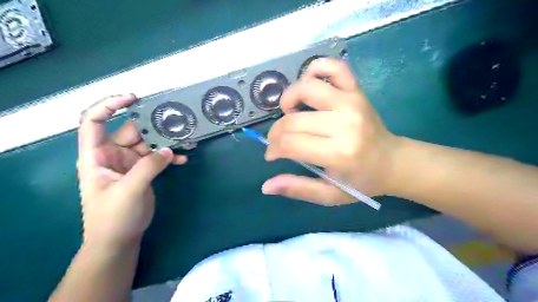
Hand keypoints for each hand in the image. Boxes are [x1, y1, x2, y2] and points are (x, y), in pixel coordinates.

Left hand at [77, 95, 186, 249]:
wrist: (119, 240)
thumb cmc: (113, 217)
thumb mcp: (129, 190)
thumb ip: (148, 167)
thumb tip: (168, 150)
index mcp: (97, 155)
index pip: (95, 121)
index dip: (110, 105)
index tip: (134, 98)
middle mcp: (112, 155)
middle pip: (132, 131)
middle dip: (153, 127)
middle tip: (176, 124)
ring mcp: (129, 163)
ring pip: (149, 143)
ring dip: (166, 142)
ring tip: (186, 142)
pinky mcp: (143, 171)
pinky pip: (157, 157)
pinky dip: (170, 157)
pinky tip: (183, 159)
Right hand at [263, 57, 400, 206]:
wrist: (392, 161)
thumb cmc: (361, 181)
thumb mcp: (329, 194)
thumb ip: (297, 189)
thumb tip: (266, 186)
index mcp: (338, 153)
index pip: (290, 144)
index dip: (274, 149)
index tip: (272, 155)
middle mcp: (344, 123)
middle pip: (292, 121)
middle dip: (276, 132)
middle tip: (278, 142)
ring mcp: (351, 102)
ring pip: (306, 88)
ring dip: (289, 99)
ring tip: (290, 113)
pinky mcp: (356, 90)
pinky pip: (332, 67)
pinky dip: (314, 70)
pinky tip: (309, 87)